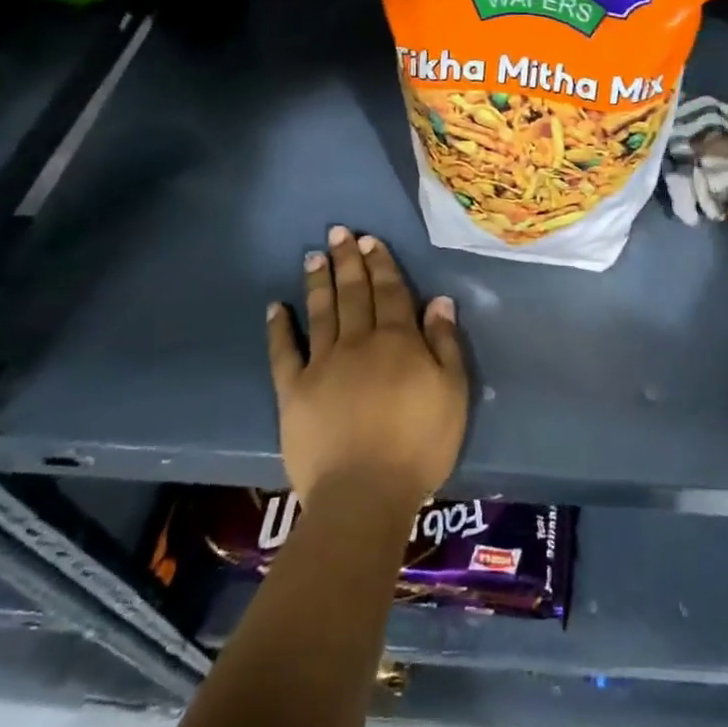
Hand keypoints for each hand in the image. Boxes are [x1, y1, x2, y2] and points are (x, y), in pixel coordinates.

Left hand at [267, 226, 467, 509]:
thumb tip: (439, 301)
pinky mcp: (293, 392)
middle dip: (347, 261)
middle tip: (338, 232)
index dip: (380, 263)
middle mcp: (358, 342)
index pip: (390, 291)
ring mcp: (322, 364)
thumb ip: (445, 343)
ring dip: (318, 282)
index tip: (369, 240)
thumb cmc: (419, 444)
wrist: (364, 493)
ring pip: (321, 313)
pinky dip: (279, 329)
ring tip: (313, 256)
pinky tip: (275, 308)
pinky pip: (283, 353)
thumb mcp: (453, 392)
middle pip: (354, 293)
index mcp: (398, 340)